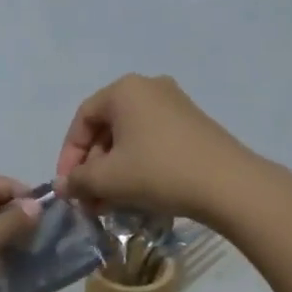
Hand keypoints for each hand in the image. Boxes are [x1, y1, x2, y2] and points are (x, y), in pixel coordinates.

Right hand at [55, 74, 254, 220]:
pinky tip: (136, 194)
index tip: (68, 186)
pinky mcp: (193, 124)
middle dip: (93, 167)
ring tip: (110, 203)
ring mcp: (175, 104)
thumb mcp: (109, 178)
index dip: (69, 154)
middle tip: (89, 199)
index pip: (83, 119)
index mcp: (124, 90)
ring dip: (114, 170)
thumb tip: (63, 187)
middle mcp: (149, 87)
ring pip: (130, 137)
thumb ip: (79, 180)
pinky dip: (138, 165)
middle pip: (107, 127)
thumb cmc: (158, 171)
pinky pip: (153, 141)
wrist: (228, 184)